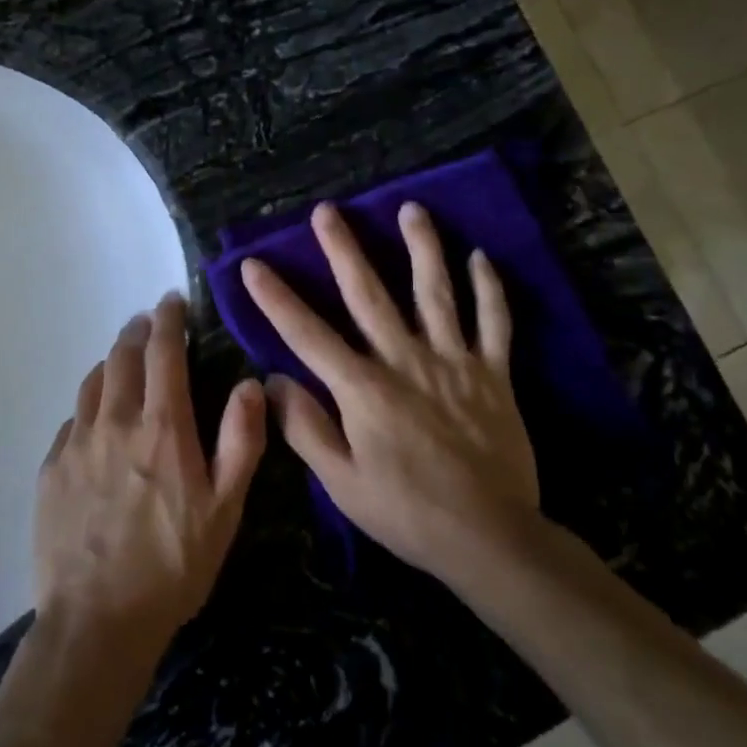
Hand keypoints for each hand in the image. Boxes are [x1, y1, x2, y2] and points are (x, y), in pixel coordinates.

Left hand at [34, 292, 265, 661]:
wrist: (97, 622)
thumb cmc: (174, 566)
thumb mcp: (225, 509)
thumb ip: (241, 441)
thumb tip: (250, 384)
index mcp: (161, 427)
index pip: (163, 352)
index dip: (168, 320)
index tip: (171, 301)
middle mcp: (114, 422)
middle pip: (121, 357)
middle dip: (137, 332)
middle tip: (148, 322)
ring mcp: (76, 444)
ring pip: (92, 383)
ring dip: (110, 362)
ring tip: (122, 359)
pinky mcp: (51, 469)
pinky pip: (72, 420)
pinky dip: (89, 404)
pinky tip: (95, 418)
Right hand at [242, 201, 538, 601]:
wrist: (491, 539)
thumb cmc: (407, 513)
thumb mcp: (342, 483)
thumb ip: (305, 428)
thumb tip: (272, 379)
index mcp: (363, 389)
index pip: (307, 334)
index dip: (275, 298)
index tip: (252, 264)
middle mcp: (405, 361)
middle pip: (370, 294)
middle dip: (343, 249)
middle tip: (327, 211)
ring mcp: (453, 361)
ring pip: (436, 292)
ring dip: (422, 247)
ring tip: (411, 208)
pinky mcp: (493, 373)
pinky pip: (494, 322)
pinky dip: (489, 289)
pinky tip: (481, 256)